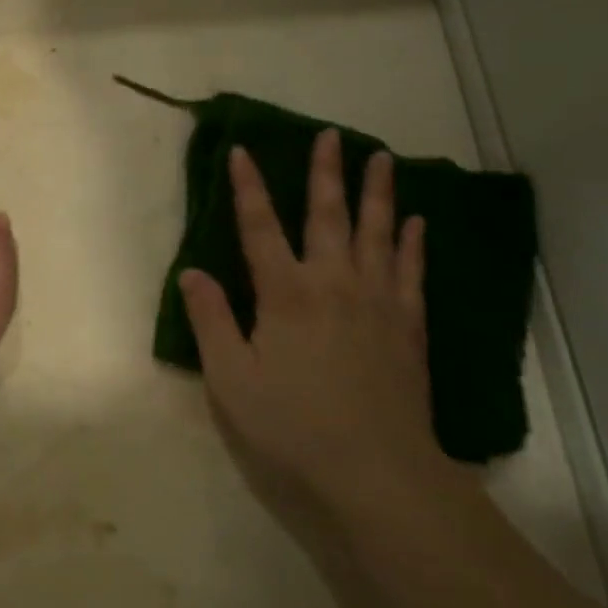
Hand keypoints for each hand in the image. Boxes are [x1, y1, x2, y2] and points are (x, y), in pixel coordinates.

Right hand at [180, 133, 439, 508]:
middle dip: (325, 172)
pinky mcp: (407, 326)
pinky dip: (412, 242)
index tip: (241, 150)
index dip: (248, 187)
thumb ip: (211, 319)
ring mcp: (377, 301)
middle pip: (327, 215)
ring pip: (376, 233)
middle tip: (331, 135)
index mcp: (285, 293)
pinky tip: (416, 222)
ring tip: (381, 158)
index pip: (259, 227)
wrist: (377, 472)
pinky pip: (410, 271)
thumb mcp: (231, 377)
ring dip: (376, 192)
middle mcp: (333, 282)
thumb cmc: (292, 425)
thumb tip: (192, 271)